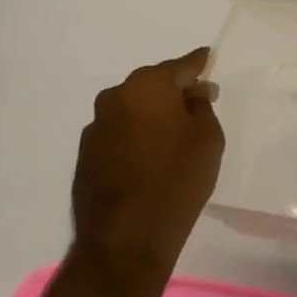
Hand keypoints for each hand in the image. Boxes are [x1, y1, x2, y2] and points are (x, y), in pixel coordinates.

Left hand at [71, 49, 223, 280]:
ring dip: (153, 114)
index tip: (210, 59)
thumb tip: (192, 94)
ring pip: (133, 108)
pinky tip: (152, 155)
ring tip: (175, 133)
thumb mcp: (208, 137)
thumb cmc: (177, 178)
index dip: (200, 64)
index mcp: (147, 86)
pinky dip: (137, 135)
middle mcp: (115, 97)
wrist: (126, 237)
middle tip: (198, 102)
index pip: (182, 65)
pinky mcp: (86, 154)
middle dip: (175, 90)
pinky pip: (120, 132)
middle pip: (153, 84)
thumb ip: (202, 107)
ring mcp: (96, 127)